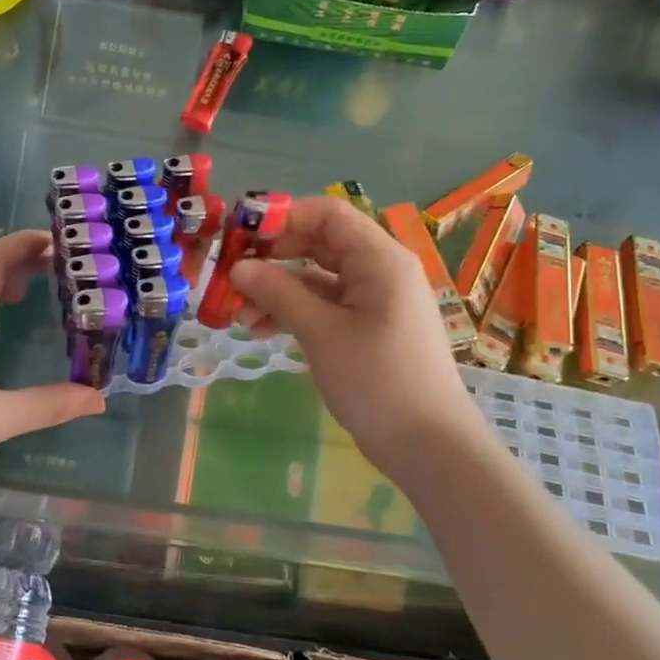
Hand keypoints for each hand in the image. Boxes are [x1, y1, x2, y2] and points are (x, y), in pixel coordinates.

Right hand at [230, 197, 480, 468]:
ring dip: (277, 290)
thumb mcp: (321, 332)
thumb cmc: (377, 379)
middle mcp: (379, 270)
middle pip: (319, 243)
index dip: (283, 216)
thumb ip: (279, 293)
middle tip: (231, 274)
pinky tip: (262, 330)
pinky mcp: (367, 328)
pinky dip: (294, 312)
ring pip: (317, 278)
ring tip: (239, 314)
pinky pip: (325, 305)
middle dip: (272, 257)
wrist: (428, 445)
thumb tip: (239, 267)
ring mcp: (374, 300)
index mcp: (379, 259)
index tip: (240, 233)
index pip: (327, 214)